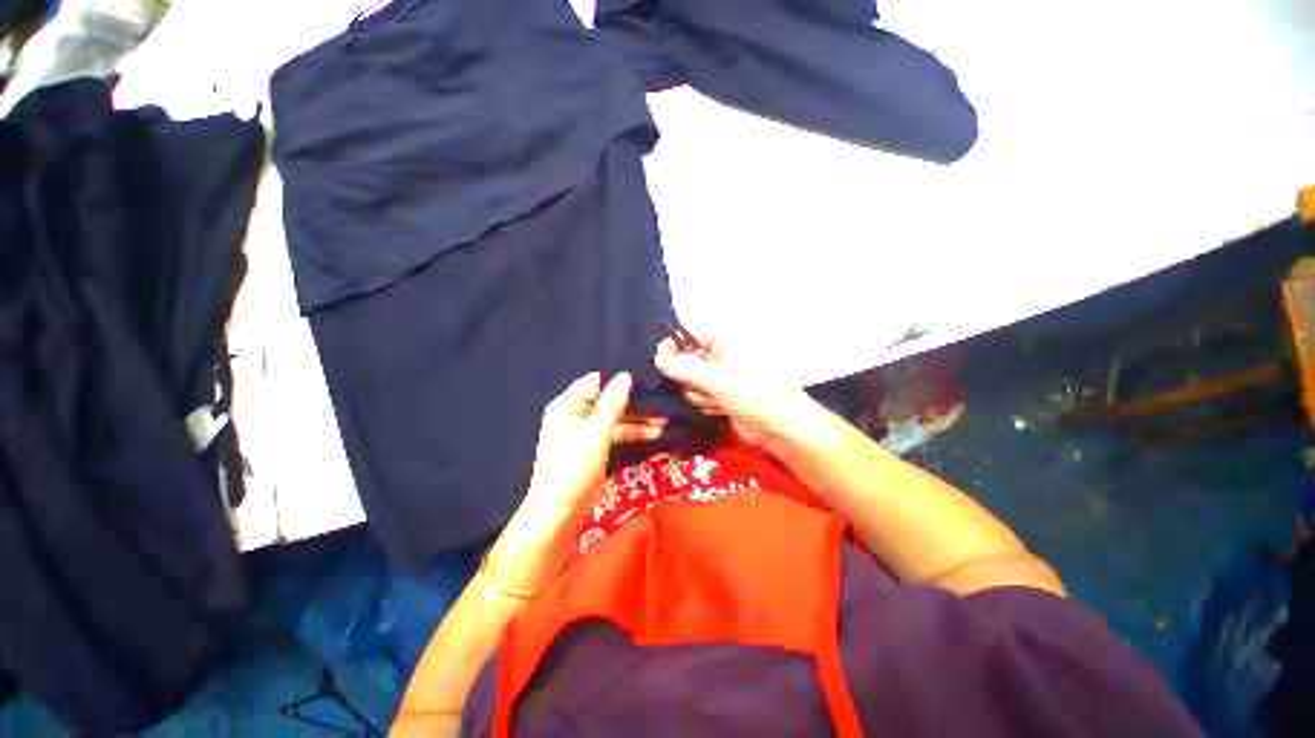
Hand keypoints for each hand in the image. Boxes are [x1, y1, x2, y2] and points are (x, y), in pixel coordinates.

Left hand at [521, 371, 664, 518]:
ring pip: (615, 417)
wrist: (561, 510)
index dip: (619, 381)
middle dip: (635, 404)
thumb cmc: (574, 466)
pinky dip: (632, 432)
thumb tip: (626, 376)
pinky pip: (615, 432)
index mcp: (567, 404)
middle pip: (608, 400)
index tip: (645, 381)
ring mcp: (585, 430)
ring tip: (663, 420)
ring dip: (637, 419)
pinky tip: (653, 432)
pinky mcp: (594, 445)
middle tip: (661, 403)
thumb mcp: (597, 432)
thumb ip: (613, 403)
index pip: (596, 381)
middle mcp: (575, 413)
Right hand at [654, 337, 824, 453]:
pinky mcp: (722, 397)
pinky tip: (723, 409)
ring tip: (720, 400)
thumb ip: (682, 367)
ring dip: (701, 395)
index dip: (674, 346)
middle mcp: (722, 356)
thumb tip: (657, 356)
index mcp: (725, 341)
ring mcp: (722, 378)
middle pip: (687, 362)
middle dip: (693, 379)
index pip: (690, 334)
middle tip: (706, 386)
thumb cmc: (753, 393)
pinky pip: (701, 397)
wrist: (781, 428)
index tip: (662, 360)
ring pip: (692, 383)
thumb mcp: (716, 378)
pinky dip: (708, 404)